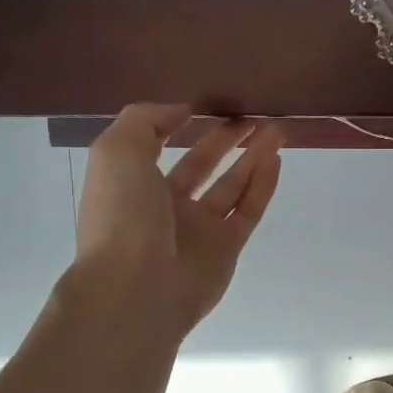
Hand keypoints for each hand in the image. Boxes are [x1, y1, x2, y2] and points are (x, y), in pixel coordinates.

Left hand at [75, 104, 283, 337]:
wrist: (137, 287)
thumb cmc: (122, 215)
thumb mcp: (116, 151)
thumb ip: (146, 120)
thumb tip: (181, 111)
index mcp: (132, 183)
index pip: (157, 146)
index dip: (179, 124)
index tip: (207, 105)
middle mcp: (165, 205)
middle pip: (201, 164)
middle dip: (225, 139)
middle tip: (252, 116)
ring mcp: (198, 229)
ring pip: (231, 185)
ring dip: (252, 157)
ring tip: (275, 130)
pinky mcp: (227, 248)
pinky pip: (248, 210)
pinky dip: (262, 185)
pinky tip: (275, 160)